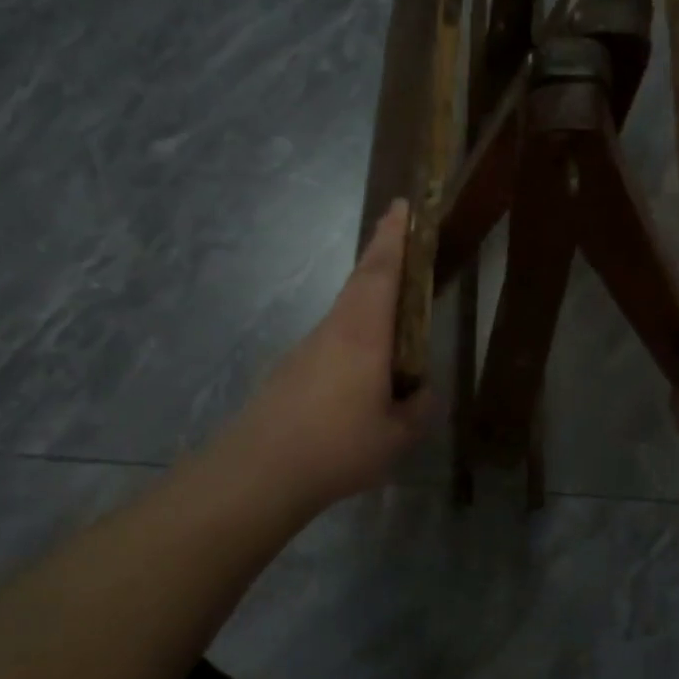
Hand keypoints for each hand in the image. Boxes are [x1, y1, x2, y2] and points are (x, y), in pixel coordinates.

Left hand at [221, 200, 433, 518]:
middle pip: (360, 280)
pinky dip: (354, 331)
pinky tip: (362, 366)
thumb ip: (417, 410)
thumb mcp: (396, 437)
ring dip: (368, 293)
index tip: (402, 206)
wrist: (258, 471)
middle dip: (381, 251)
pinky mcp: (291, 370)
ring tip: (394, 306)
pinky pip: (333, 337)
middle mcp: (334, 329)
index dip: (394, 237)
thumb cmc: (337, 446)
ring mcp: (307, 347)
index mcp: (363, 333)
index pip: (381, 271)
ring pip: (345, 308)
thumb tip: (421, 393)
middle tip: (401, 233)